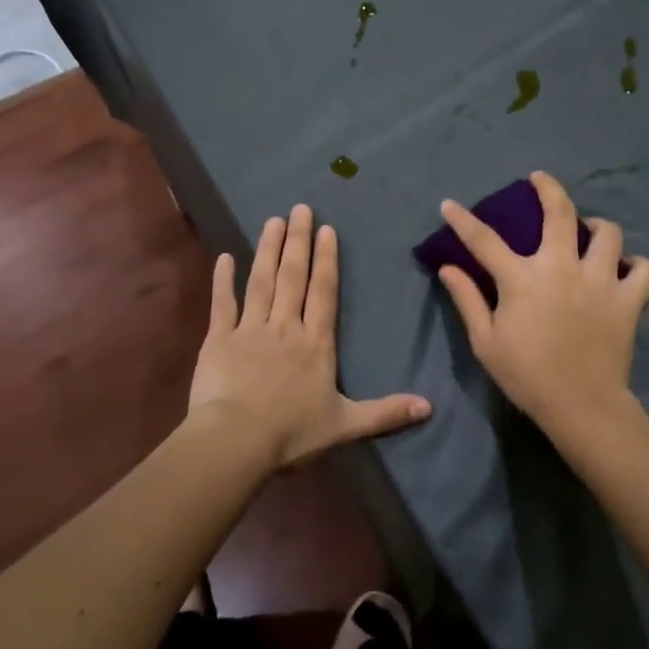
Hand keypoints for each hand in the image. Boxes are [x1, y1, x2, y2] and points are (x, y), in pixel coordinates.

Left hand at [188, 204, 430, 468]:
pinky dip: (223, 280)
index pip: (324, 292)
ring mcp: (250, 329)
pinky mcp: (218, 339)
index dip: (326, 260)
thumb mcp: (345, 425)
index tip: (326, 229)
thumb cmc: (292, 433)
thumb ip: (386, 413)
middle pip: (293, 277)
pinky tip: (224, 256)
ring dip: (267, 250)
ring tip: (273, 220)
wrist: (236, 440)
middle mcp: (285, 327)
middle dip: (298, 241)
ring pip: (261, 281)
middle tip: (299, 208)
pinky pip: (222, 304)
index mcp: (316, 343)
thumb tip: (430, 407)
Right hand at [436, 170, 648, 434]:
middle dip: (548, 187)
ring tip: (589, 231)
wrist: (581, 405)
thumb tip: (448, 267)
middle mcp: (562, 267)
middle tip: (539, 179)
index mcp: (522, 278)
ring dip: (597, 226)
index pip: (484, 240)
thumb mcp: (485, 342)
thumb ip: (467, 299)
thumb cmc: (526, 375)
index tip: (449, 204)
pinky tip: (625, 269)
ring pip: (608, 233)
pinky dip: (636, 264)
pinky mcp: (629, 299)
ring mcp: (601, 280)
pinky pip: (644, 268)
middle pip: (559, 213)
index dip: (463, 219)